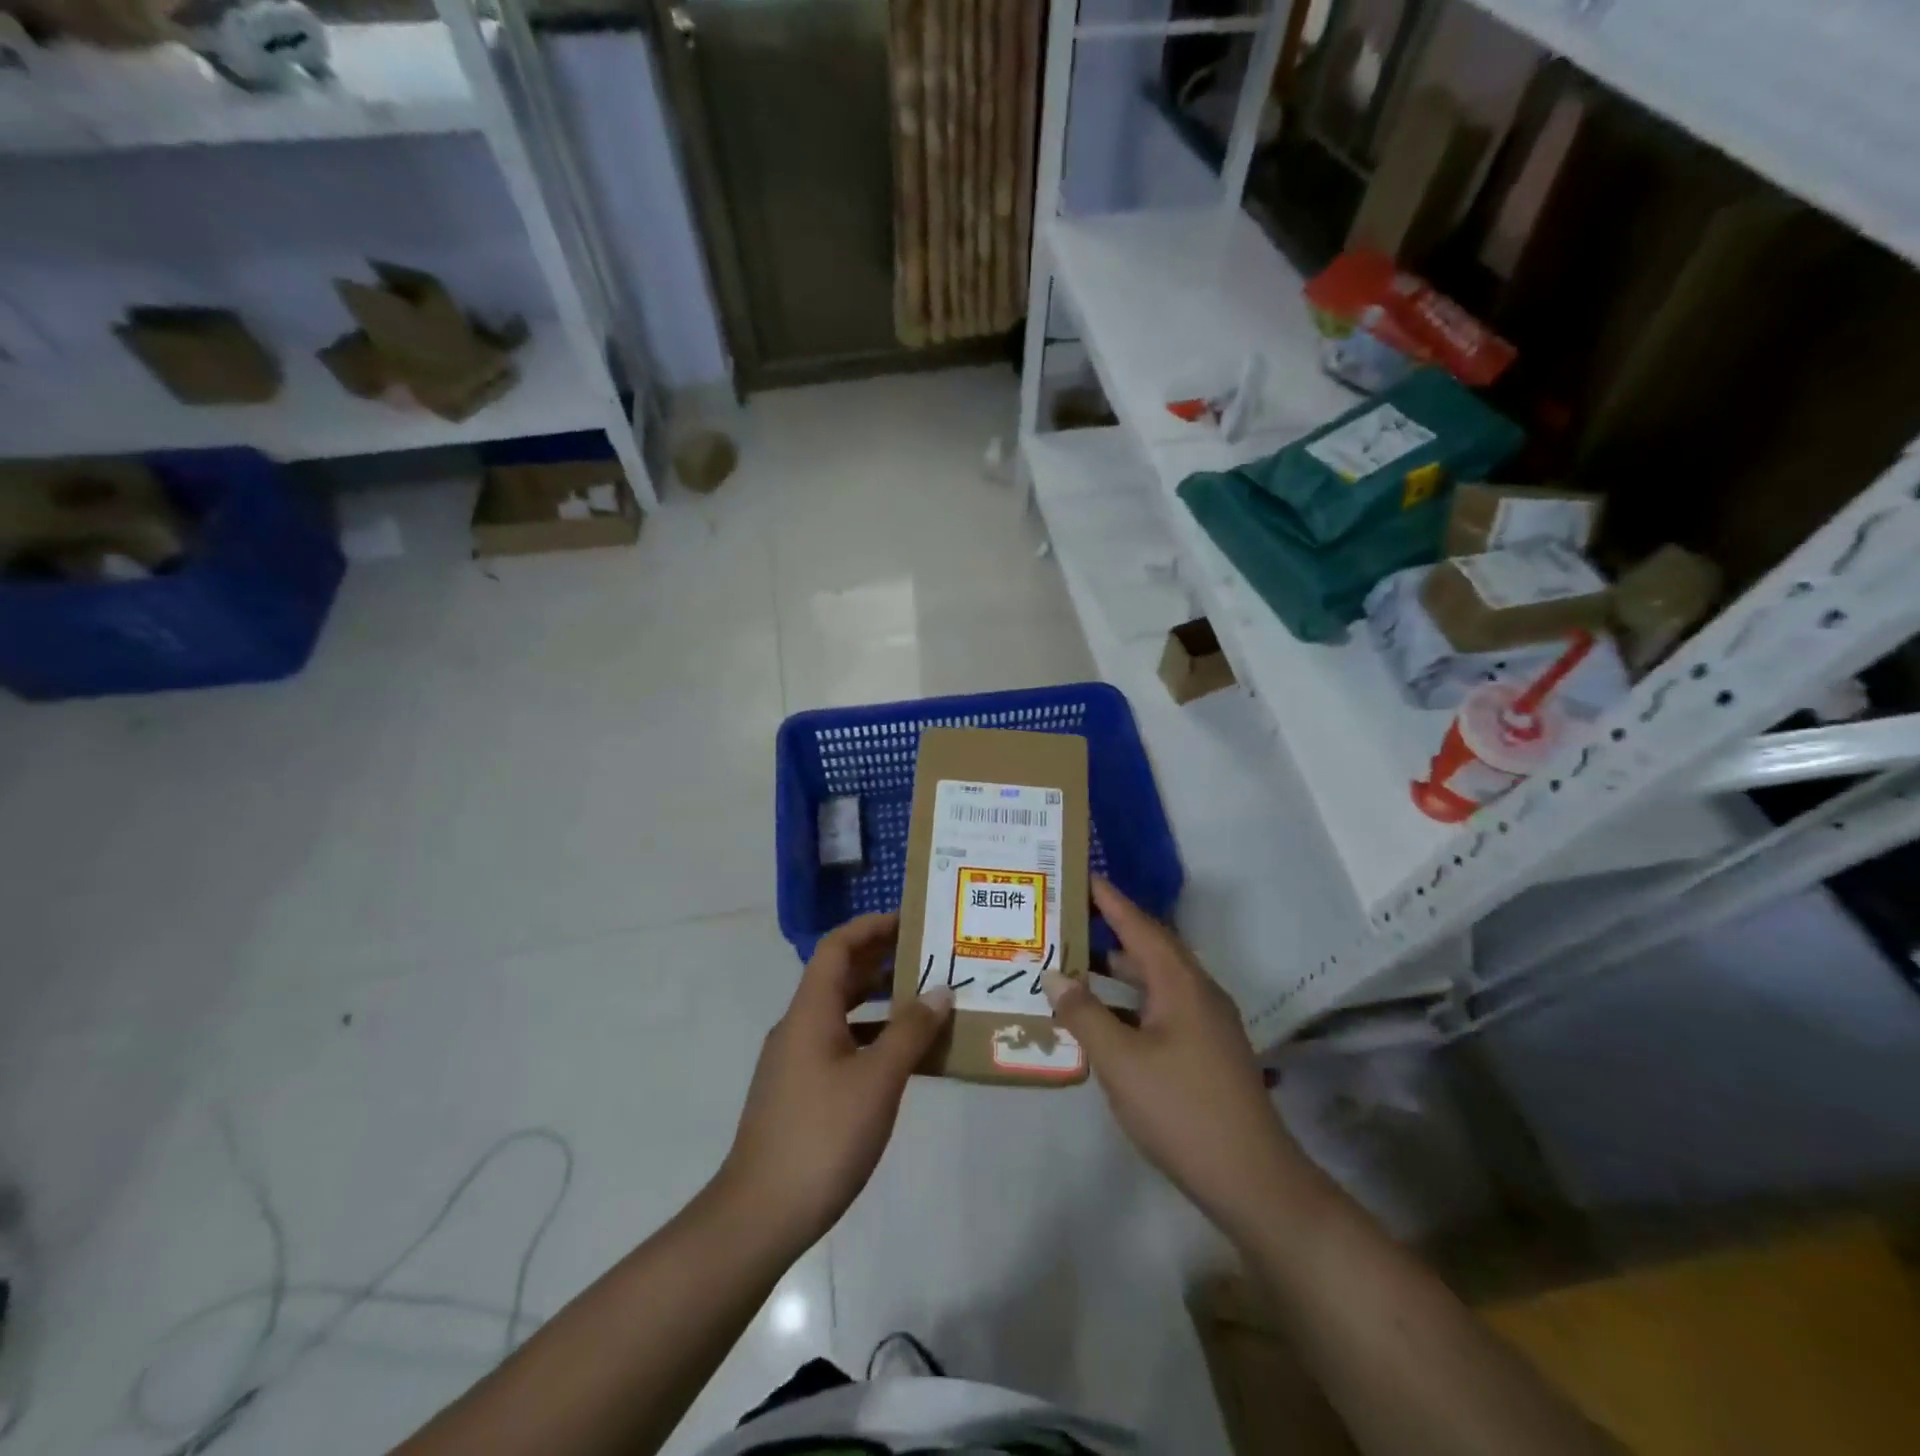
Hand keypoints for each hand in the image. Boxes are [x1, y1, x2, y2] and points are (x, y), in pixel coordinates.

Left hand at [719, 912, 952, 1248]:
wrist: (760, 1214)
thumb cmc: (823, 1135)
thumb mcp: (877, 1080)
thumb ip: (911, 1032)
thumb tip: (940, 991)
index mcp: (811, 1011)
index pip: (838, 947)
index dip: (872, 927)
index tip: (911, 921)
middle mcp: (799, 1025)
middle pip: (840, 975)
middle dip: (883, 959)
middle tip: (929, 956)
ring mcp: (796, 1059)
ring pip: (842, 1011)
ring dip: (880, 1000)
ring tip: (926, 1000)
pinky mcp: (800, 1090)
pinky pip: (841, 1044)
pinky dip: (872, 1037)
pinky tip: (903, 1057)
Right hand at [1042, 879, 1308, 1241]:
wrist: (1253, 1180)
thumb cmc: (1183, 1110)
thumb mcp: (1121, 1062)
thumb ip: (1084, 1015)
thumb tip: (1054, 976)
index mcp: (1181, 984)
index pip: (1139, 925)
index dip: (1109, 899)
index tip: (1080, 874)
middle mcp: (1196, 993)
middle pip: (1148, 948)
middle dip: (1108, 930)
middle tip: (1065, 917)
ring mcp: (1204, 1024)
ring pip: (1153, 982)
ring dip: (1116, 971)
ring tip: (1072, 963)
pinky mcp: (1204, 1051)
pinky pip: (1158, 1009)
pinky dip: (1127, 1004)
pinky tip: (1100, 1019)